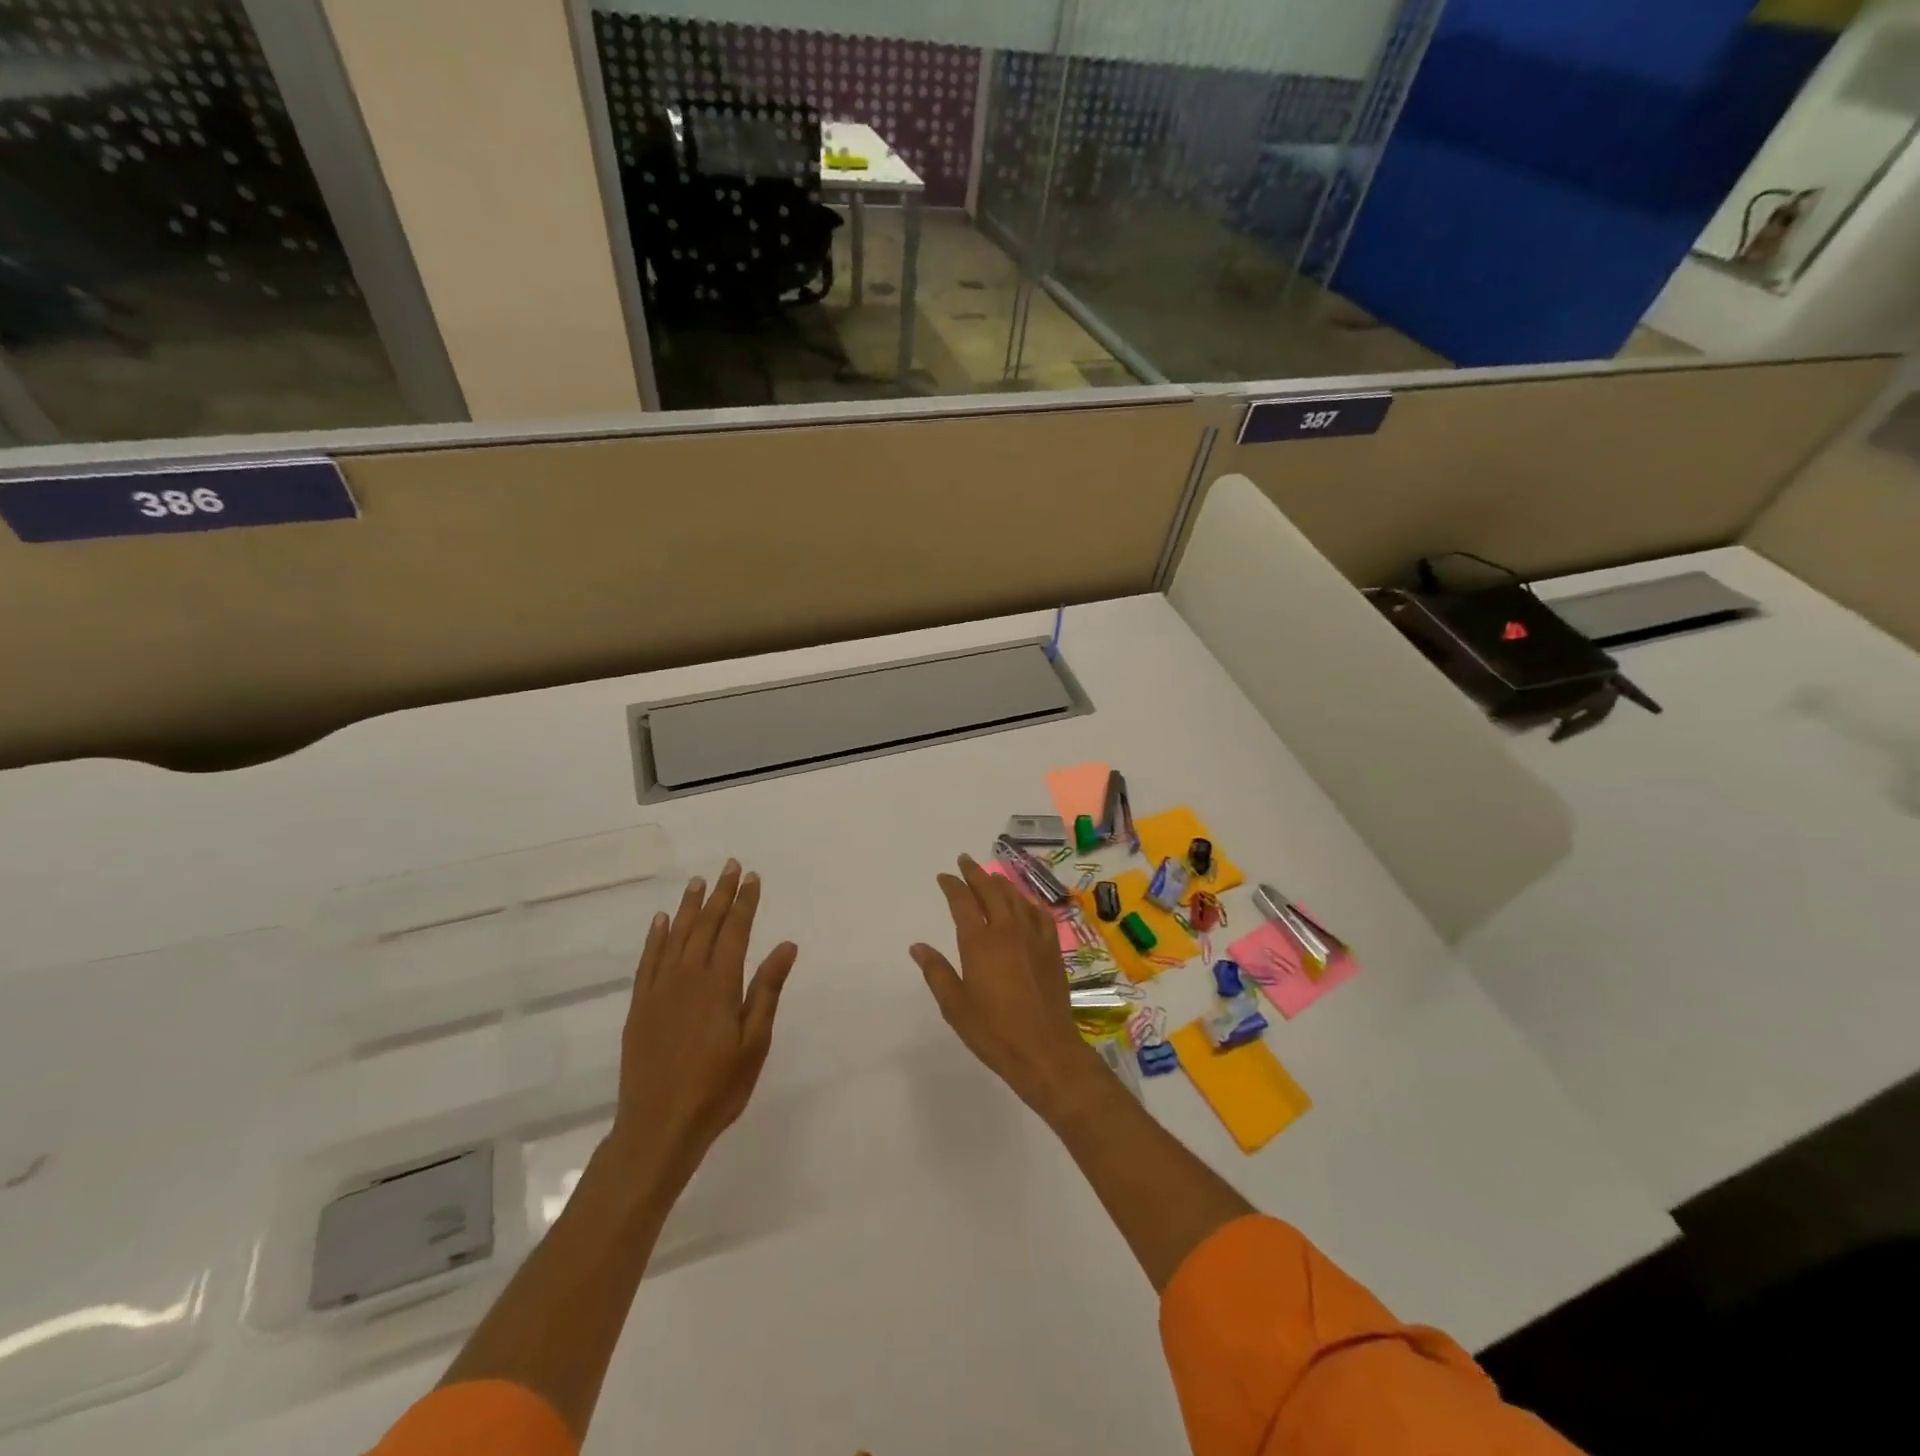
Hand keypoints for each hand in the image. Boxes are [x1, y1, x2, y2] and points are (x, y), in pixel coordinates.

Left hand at [606, 860, 797, 1188]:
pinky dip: (655, 937)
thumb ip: (767, 991)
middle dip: (719, 895)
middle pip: (705, 926)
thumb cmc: (716, 1088)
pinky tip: (660, 921)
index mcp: (719, 985)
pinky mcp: (639, 1007)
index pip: (734, 931)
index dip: (744, 903)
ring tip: (698, 882)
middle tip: (730, 867)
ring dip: (688, 907)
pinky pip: (647, 961)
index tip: (752, 877)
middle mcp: (687, 978)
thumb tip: (785, 946)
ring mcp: (659, 991)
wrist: (657, 1128)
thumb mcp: (754, 1044)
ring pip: (675, 937)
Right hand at [911, 854, 1104, 1115]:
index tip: (944, 876)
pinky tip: (1025, 903)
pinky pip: (1039, 913)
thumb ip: (936, 971)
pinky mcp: (1052, 948)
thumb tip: (917, 947)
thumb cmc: (993, 1031)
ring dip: (1000, 883)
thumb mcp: (955, 1005)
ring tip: (991, 876)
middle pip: (991, 890)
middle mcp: (1007, 930)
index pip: (962, 901)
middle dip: (975, 873)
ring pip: (1016, 897)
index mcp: (979, 942)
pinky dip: (1027, 902)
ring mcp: (1033, 936)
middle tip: (965, 861)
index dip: (952, 885)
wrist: (1045, 1049)